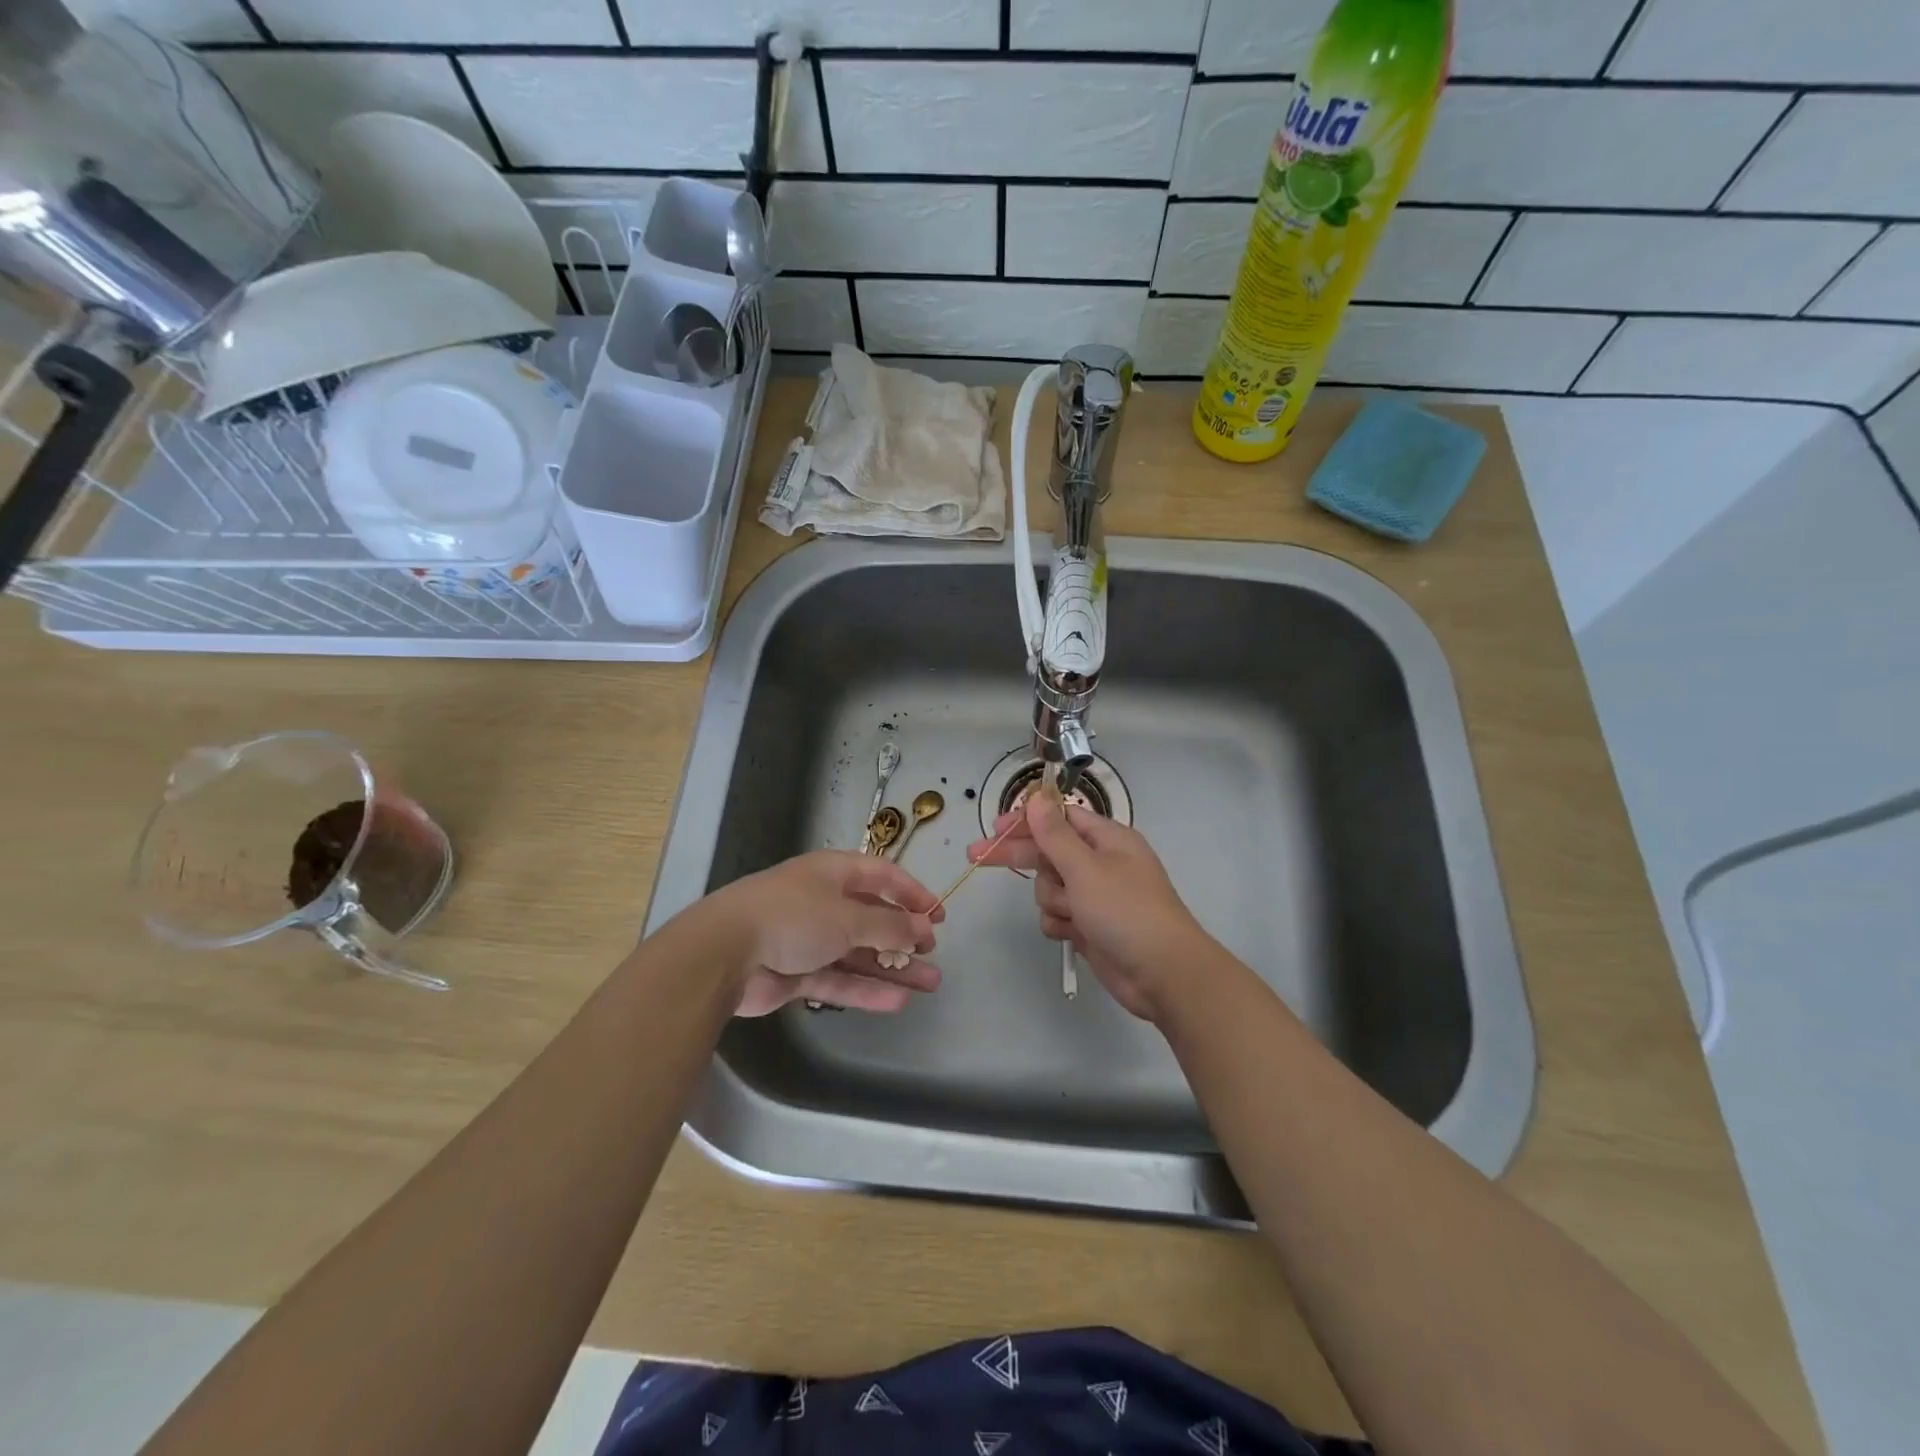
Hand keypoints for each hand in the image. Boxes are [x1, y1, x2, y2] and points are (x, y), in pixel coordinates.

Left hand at [701, 851, 942, 1015]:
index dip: (912, 893)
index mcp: (833, 873)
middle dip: (905, 936)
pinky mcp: (797, 973)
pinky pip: (840, 980)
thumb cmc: (793, 917)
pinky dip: (866, 989)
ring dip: (893, 967)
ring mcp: (809, 939)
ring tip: (930, 984)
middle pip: (873, 917)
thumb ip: (890, 925)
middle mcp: (823, 902)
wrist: (724, 953)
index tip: (938, 915)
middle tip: (932, 954)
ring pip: (859, 953)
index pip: (882, 876)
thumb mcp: (848, 916)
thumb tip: (922, 929)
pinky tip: (897, 1002)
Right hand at [967, 790, 1208, 1020]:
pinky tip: (1072, 933)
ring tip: (1071, 913)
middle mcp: (1101, 863)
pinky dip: (1060, 923)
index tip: (995, 827)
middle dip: (1017, 855)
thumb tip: (1037, 798)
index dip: (1026, 821)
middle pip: (1048, 851)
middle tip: (976, 855)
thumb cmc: (1126, 911)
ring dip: (1052, 899)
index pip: (1059, 819)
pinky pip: (1058, 915)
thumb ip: (1055, 834)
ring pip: (1050, 887)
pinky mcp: (1090, 926)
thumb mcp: (1086, 868)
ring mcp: (1095, 896)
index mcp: (1107, 839)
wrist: (1163, 974)